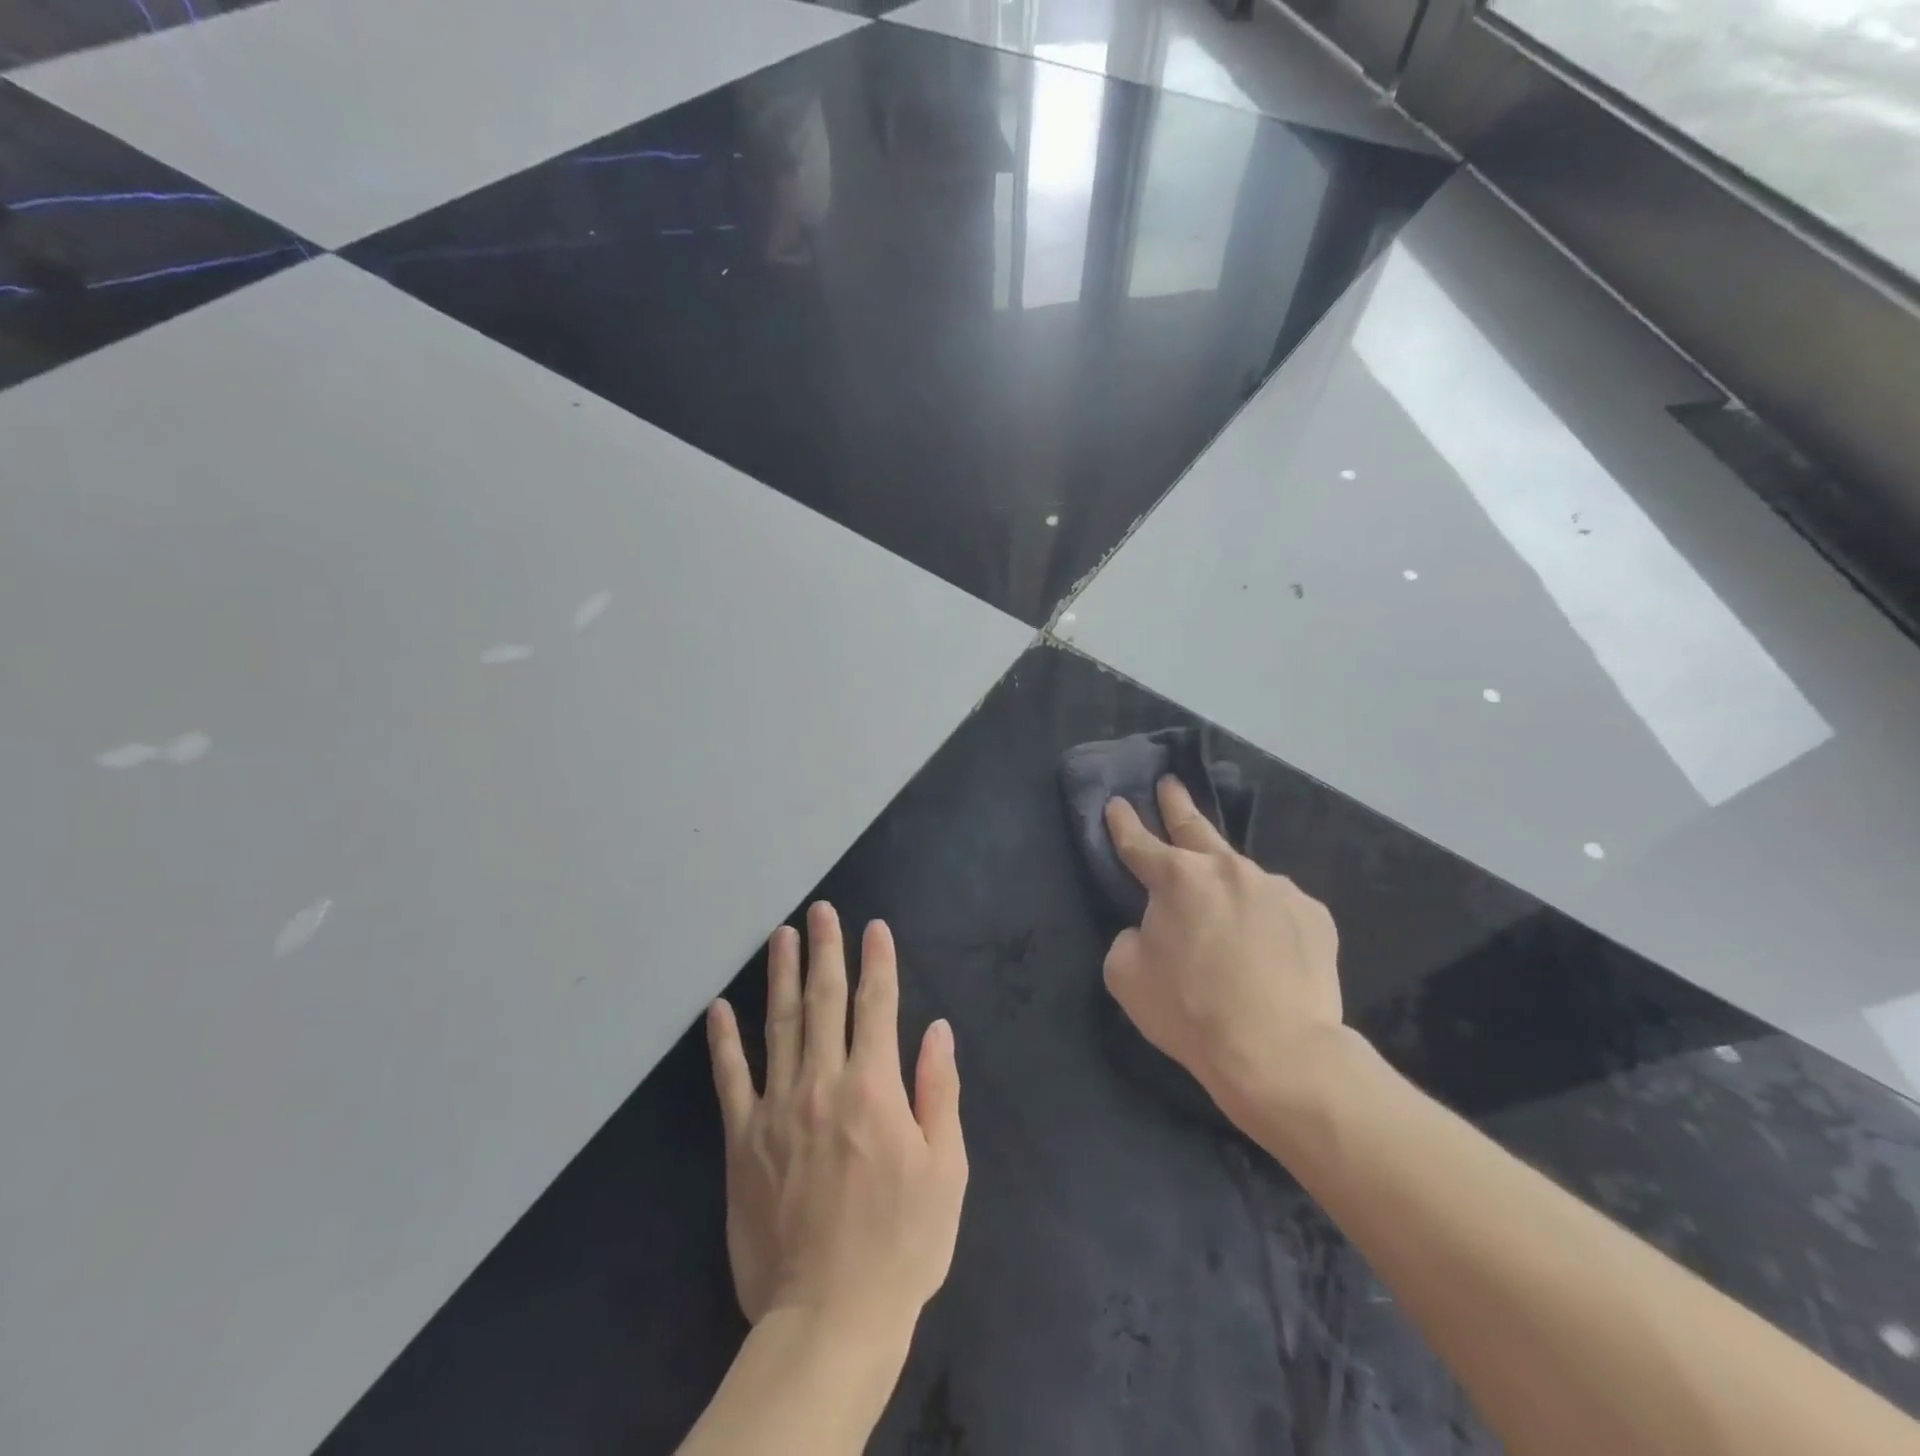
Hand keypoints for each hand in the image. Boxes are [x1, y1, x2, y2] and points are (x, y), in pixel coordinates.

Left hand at [706, 903, 967, 1350]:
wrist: (829, 1319)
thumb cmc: (901, 1245)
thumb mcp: (946, 1170)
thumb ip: (938, 1091)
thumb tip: (936, 1030)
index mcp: (874, 1088)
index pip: (877, 1006)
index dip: (878, 962)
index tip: (874, 927)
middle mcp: (823, 1084)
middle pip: (824, 1001)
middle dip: (825, 951)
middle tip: (820, 910)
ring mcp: (777, 1109)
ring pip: (778, 1025)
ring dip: (780, 975)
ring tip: (781, 936)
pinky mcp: (743, 1141)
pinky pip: (730, 1080)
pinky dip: (723, 1042)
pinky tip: (717, 1009)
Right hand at [1103, 777, 1346, 1125]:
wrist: (1278, 1052)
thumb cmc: (1190, 1011)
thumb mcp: (1126, 975)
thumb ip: (1129, 936)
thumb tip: (1150, 928)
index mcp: (1177, 878)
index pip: (1138, 842)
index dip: (1123, 822)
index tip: (1116, 803)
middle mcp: (1227, 869)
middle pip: (1195, 828)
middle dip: (1177, 805)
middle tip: (1170, 784)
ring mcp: (1276, 887)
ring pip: (1241, 876)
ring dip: (1227, 882)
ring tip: (1226, 910)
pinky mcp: (1313, 914)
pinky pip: (1278, 908)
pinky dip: (1265, 918)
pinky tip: (1266, 947)